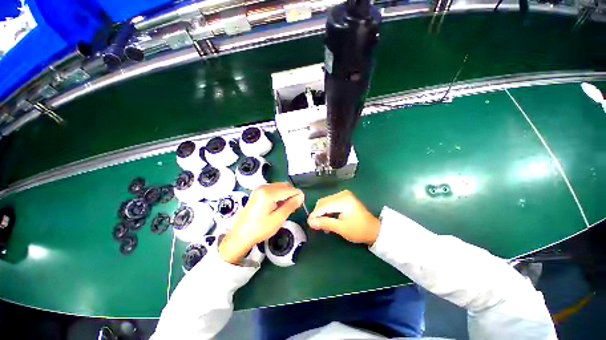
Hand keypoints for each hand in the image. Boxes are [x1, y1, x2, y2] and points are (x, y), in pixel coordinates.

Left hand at [219, 182, 303, 263]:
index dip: (297, 196)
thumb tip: (301, 196)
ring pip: (280, 186)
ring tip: (283, 208)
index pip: (290, 189)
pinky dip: (279, 195)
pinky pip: (274, 189)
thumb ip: (291, 205)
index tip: (299, 206)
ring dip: (285, 195)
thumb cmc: (259, 229)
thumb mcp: (278, 219)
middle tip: (291, 208)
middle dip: (291, 194)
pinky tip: (276, 205)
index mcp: (268, 193)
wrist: (240, 235)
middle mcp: (264, 187)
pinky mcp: (258, 191)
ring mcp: (260, 188)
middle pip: (285, 185)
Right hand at [308, 190, 379, 244]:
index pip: (323, 205)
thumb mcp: (341, 228)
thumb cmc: (359, 230)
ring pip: (325, 202)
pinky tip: (328, 218)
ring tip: (322, 224)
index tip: (309, 224)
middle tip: (316, 225)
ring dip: (322, 212)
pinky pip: (330, 202)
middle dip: (318, 213)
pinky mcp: (344, 197)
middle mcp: (342, 194)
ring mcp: (343, 195)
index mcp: (343, 200)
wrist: (374, 230)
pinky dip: (327, 210)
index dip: (315, 214)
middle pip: (323, 202)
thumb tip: (311, 222)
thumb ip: (325, 223)